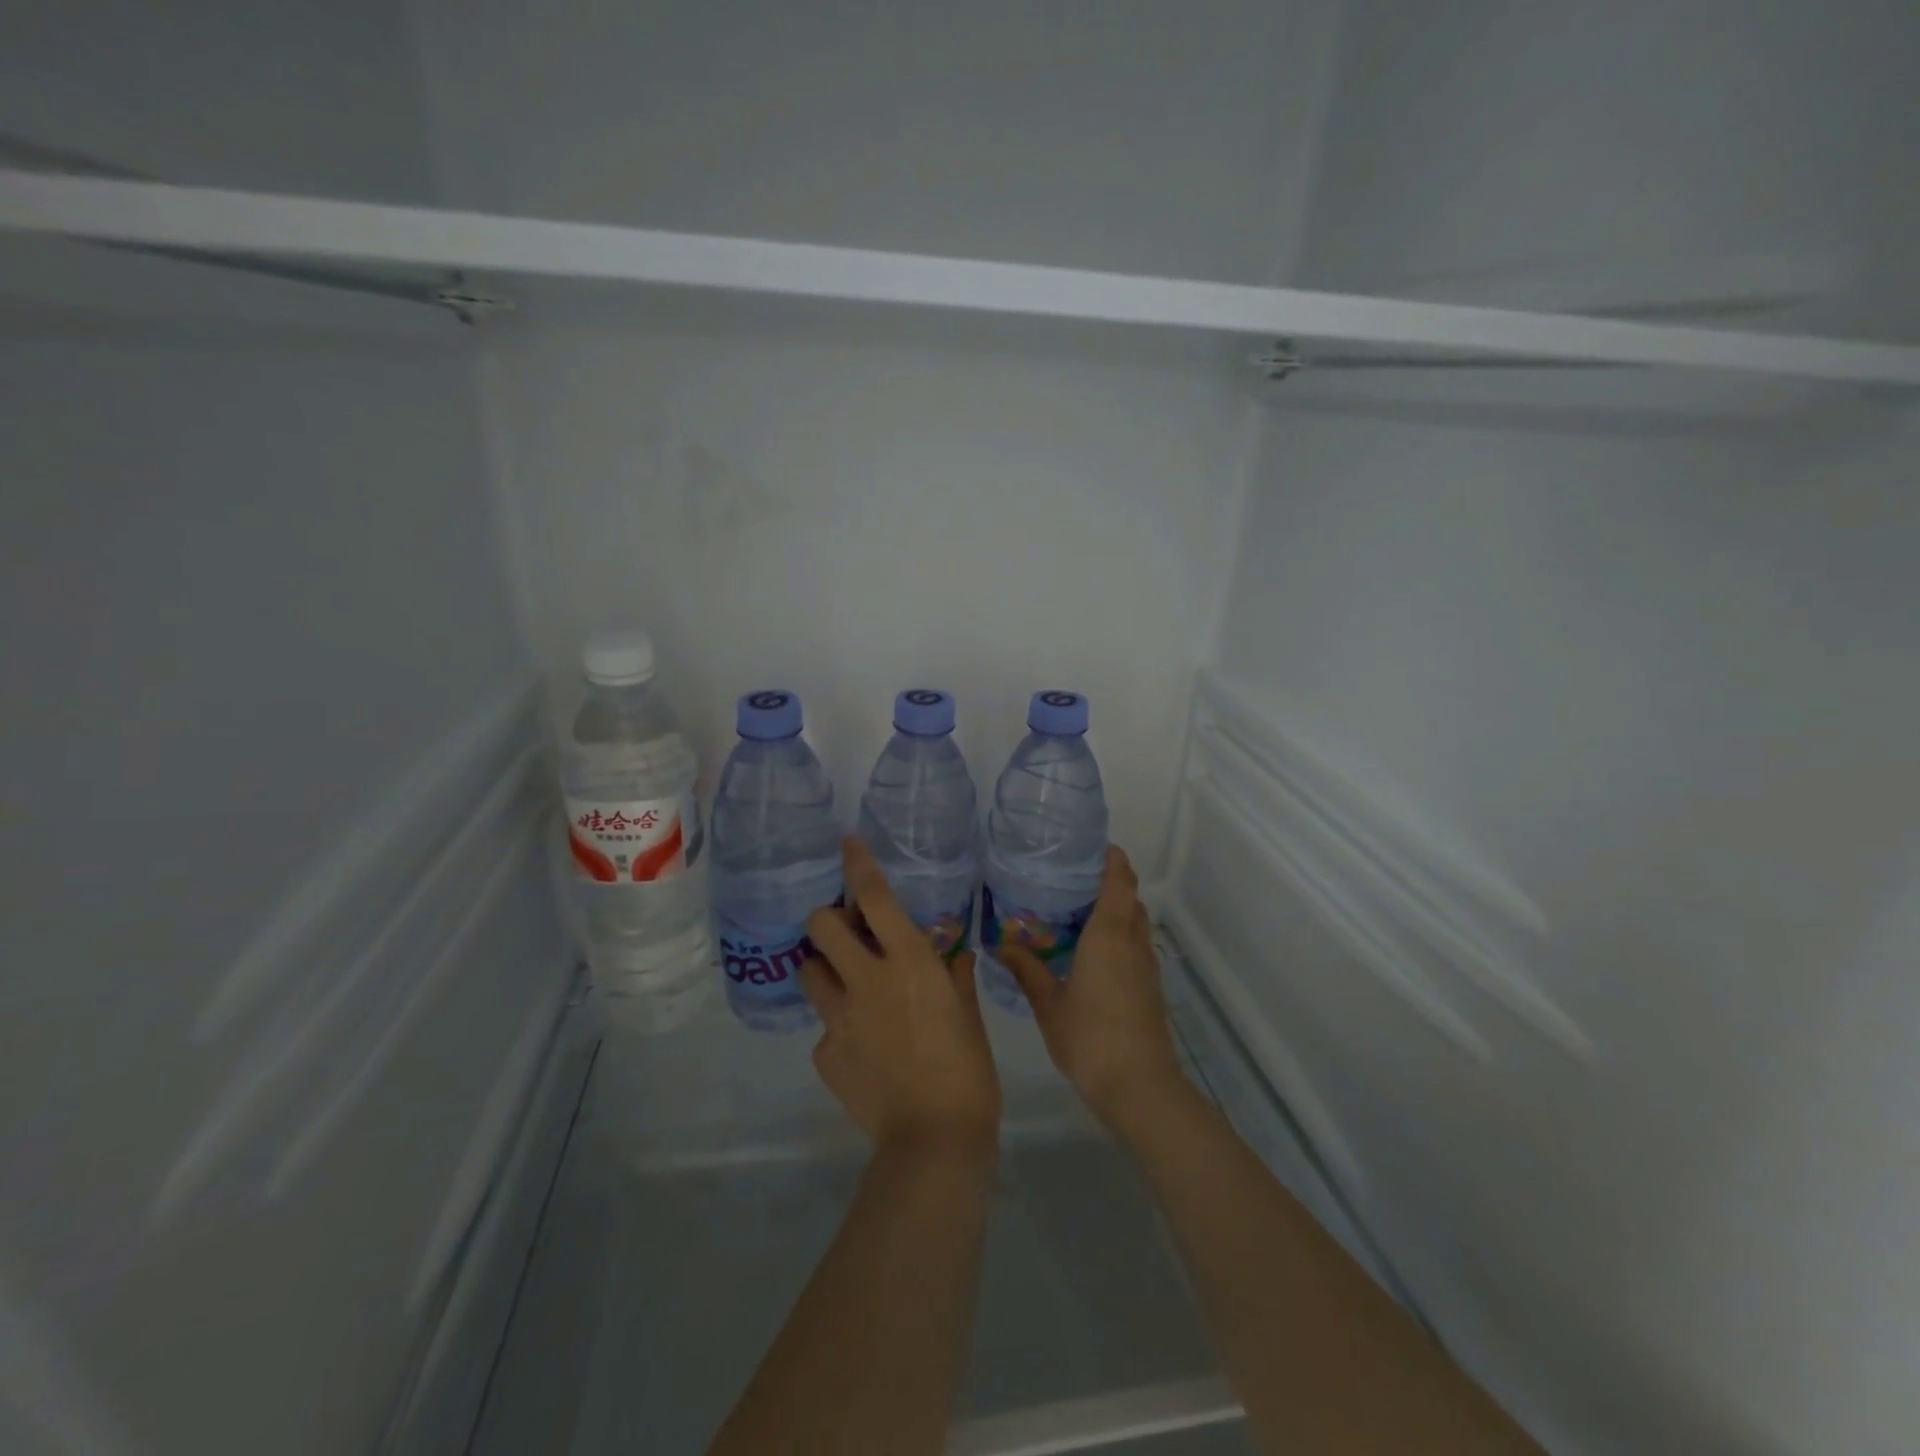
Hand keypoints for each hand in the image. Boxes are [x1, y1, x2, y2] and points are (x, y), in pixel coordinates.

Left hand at [801, 839, 1001, 1165]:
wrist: (933, 1142)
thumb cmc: (967, 1071)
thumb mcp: (969, 1015)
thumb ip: (955, 976)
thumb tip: (953, 953)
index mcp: (908, 963)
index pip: (875, 898)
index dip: (858, 864)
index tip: (847, 842)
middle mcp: (865, 980)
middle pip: (821, 925)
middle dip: (828, 918)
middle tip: (846, 932)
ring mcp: (838, 1018)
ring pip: (808, 970)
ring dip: (823, 967)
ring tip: (845, 984)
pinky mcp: (824, 1054)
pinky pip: (823, 1027)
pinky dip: (837, 1026)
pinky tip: (861, 1047)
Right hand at [998, 846, 1185, 1137]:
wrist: (1140, 1087)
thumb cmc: (1090, 1038)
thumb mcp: (1049, 1004)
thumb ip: (1027, 970)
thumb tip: (1001, 943)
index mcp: (1109, 936)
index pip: (1120, 882)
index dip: (1113, 859)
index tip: (1095, 845)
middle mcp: (1133, 943)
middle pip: (1131, 899)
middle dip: (1111, 882)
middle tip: (1075, 878)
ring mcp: (1146, 967)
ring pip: (1137, 923)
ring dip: (1117, 910)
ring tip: (1080, 911)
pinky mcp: (1151, 988)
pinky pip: (1137, 946)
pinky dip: (1120, 936)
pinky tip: (1093, 953)